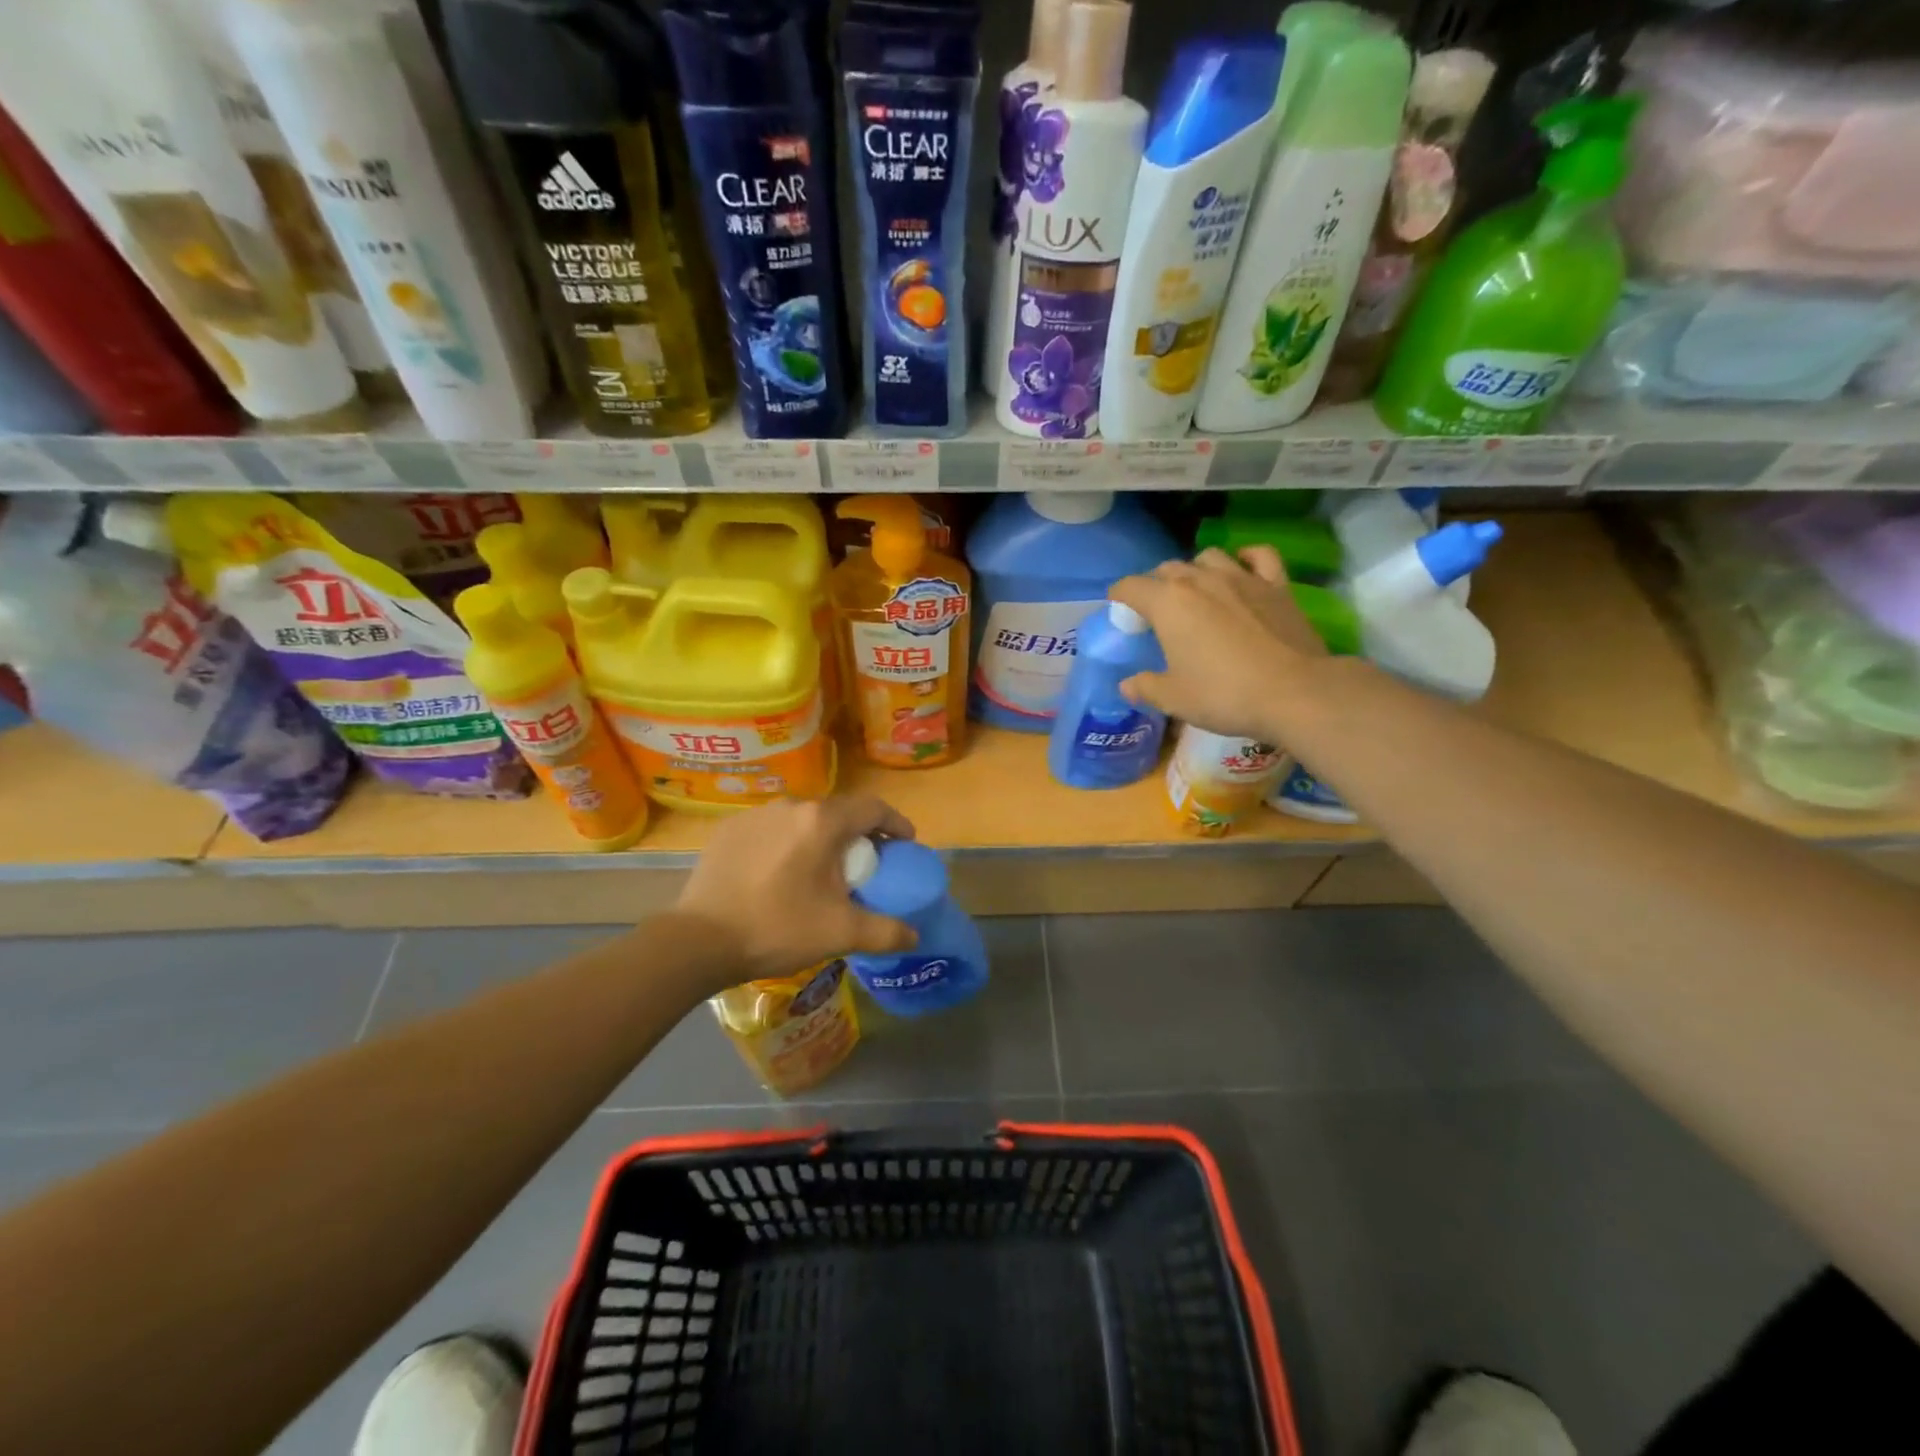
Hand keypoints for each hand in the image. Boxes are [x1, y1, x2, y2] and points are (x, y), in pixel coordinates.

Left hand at [674, 796, 918, 984]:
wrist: (699, 941)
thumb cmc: (777, 928)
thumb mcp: (840, 933)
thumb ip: (886, 931)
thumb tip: (915, 936)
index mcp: (822, 821)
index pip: (873, 808)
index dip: (895, 824)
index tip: (905, 845)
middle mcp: (790, 806)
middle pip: (838, 813)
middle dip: (858, 837)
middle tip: (863, 869)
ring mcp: (755, 815)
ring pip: (803, 821)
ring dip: (820, 840)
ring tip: (819, 874)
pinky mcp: (729, 830)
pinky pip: (772, 830)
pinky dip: (787, 846)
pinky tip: (780, 876)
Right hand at [1111, 546, 1326, 738]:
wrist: (1294, 692)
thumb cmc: (1224, 694)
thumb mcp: (1174, 698)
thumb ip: (1146, 687)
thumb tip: (1127, 685)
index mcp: (1168, 603)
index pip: (1131, 587)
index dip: (1119, 596)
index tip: (1118, 608)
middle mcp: (1201, 580)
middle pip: (1168, 568)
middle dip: (1156, 585)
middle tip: (1157, 611)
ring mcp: (1242, 578)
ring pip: (1209, 557)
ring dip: (1196, 569)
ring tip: (1197, 590)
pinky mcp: (1277, 586)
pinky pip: (1259, 557)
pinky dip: (1246, 558)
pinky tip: (1243, 568)